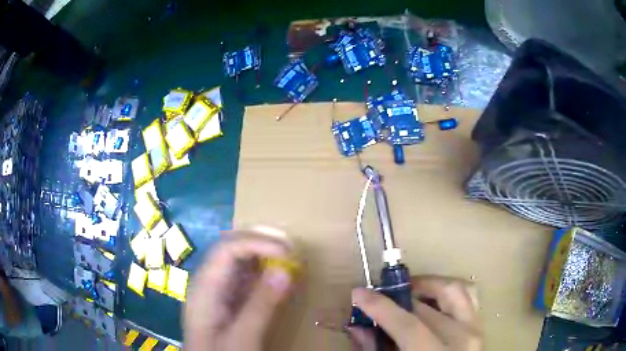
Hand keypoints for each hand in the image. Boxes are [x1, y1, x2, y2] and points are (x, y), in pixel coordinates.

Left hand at [184, 231, 294, 350]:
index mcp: (205, 287)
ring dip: (262, 253)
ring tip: (288, 256)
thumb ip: (261, 305)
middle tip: (290, 247)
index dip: (257, 243)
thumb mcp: (242, 337)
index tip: (287, 253)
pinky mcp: (224, 299)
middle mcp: (207, 281)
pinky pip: (242, 276)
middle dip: (260, 241)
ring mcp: (215, 289)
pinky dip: (261, 271)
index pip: (227, 249)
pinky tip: (275, 275)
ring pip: (237, 259)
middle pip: (230, 248)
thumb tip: (285, 270)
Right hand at [349, 275, 482, 350]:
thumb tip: (358, 327)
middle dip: (398, 297)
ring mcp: (476, 328)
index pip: (407, 325)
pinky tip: (431, 300)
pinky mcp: (480, 324)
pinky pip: (467, 296)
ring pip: (454, 289)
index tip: (359, 293)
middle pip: (427, 306)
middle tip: (380, 297)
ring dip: (428, 285)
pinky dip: (447, 291)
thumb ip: (375, 350)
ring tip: (407, 291)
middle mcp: (462, 338)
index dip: (380, 307)